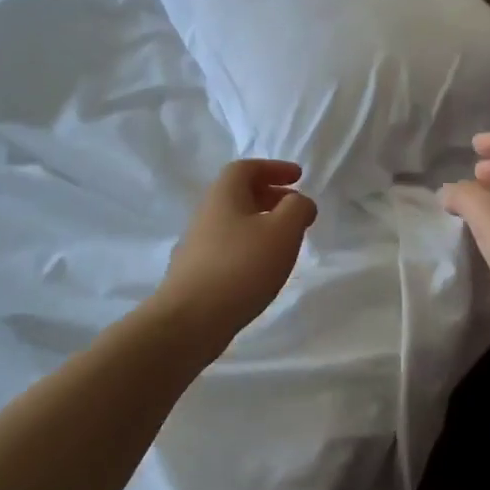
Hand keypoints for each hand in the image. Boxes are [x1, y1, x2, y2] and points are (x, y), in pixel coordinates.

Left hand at [155, 159, 317, 360]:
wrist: (189, 321)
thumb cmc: (241, 267)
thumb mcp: (282, 231)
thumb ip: (297, 209)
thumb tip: (299, 202)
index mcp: (224, 194)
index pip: (246, 168)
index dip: (274, 168)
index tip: (298, 177)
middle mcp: (206, 213)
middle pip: (239, 194)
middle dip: (270, 195)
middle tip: (295, 208)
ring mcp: (197, 244)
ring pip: (234, 221)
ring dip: (261, 222)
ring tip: (285, 240)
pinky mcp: (196, 272)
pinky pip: (228, 246)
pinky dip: (250, 246)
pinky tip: (263, 268)